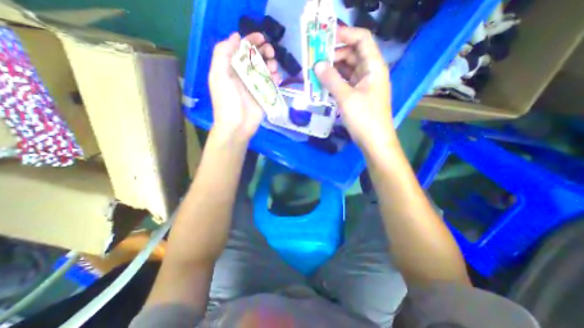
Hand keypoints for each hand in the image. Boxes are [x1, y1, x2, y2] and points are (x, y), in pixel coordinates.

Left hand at [210, 32, 282, 142]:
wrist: (237, 126)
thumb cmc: (226, 102)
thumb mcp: (219, 76)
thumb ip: (223, 54)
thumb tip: (236, 36)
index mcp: (232, 68)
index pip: (242, 49)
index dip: (251, 41)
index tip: (262, 38)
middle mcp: (244, 75)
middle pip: (256, 58)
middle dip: (264, 52)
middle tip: (270, 53)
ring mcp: (255, 86)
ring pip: (266, 70)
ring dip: (272, 65)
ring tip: (274, 68)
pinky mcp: (264, 96)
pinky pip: (272, 84)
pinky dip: (276, 79)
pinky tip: (277, 78)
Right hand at [315, 25, 396, 153]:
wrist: (374, 141)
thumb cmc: (364, 118)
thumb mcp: (346, 98)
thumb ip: (331, 79)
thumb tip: (317, 64)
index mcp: (374, 67)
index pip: (362, 39)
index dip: (345, 34)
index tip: (325, 38)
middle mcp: (370, 72)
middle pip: (352, 54)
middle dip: (334, 55)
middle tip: (315, 59)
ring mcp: (364, 85)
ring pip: (347, 70)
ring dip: (332, 70)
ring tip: (315, 72)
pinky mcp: (358, 96)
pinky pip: (345, 83)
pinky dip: (334, 83)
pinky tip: (322, 85)